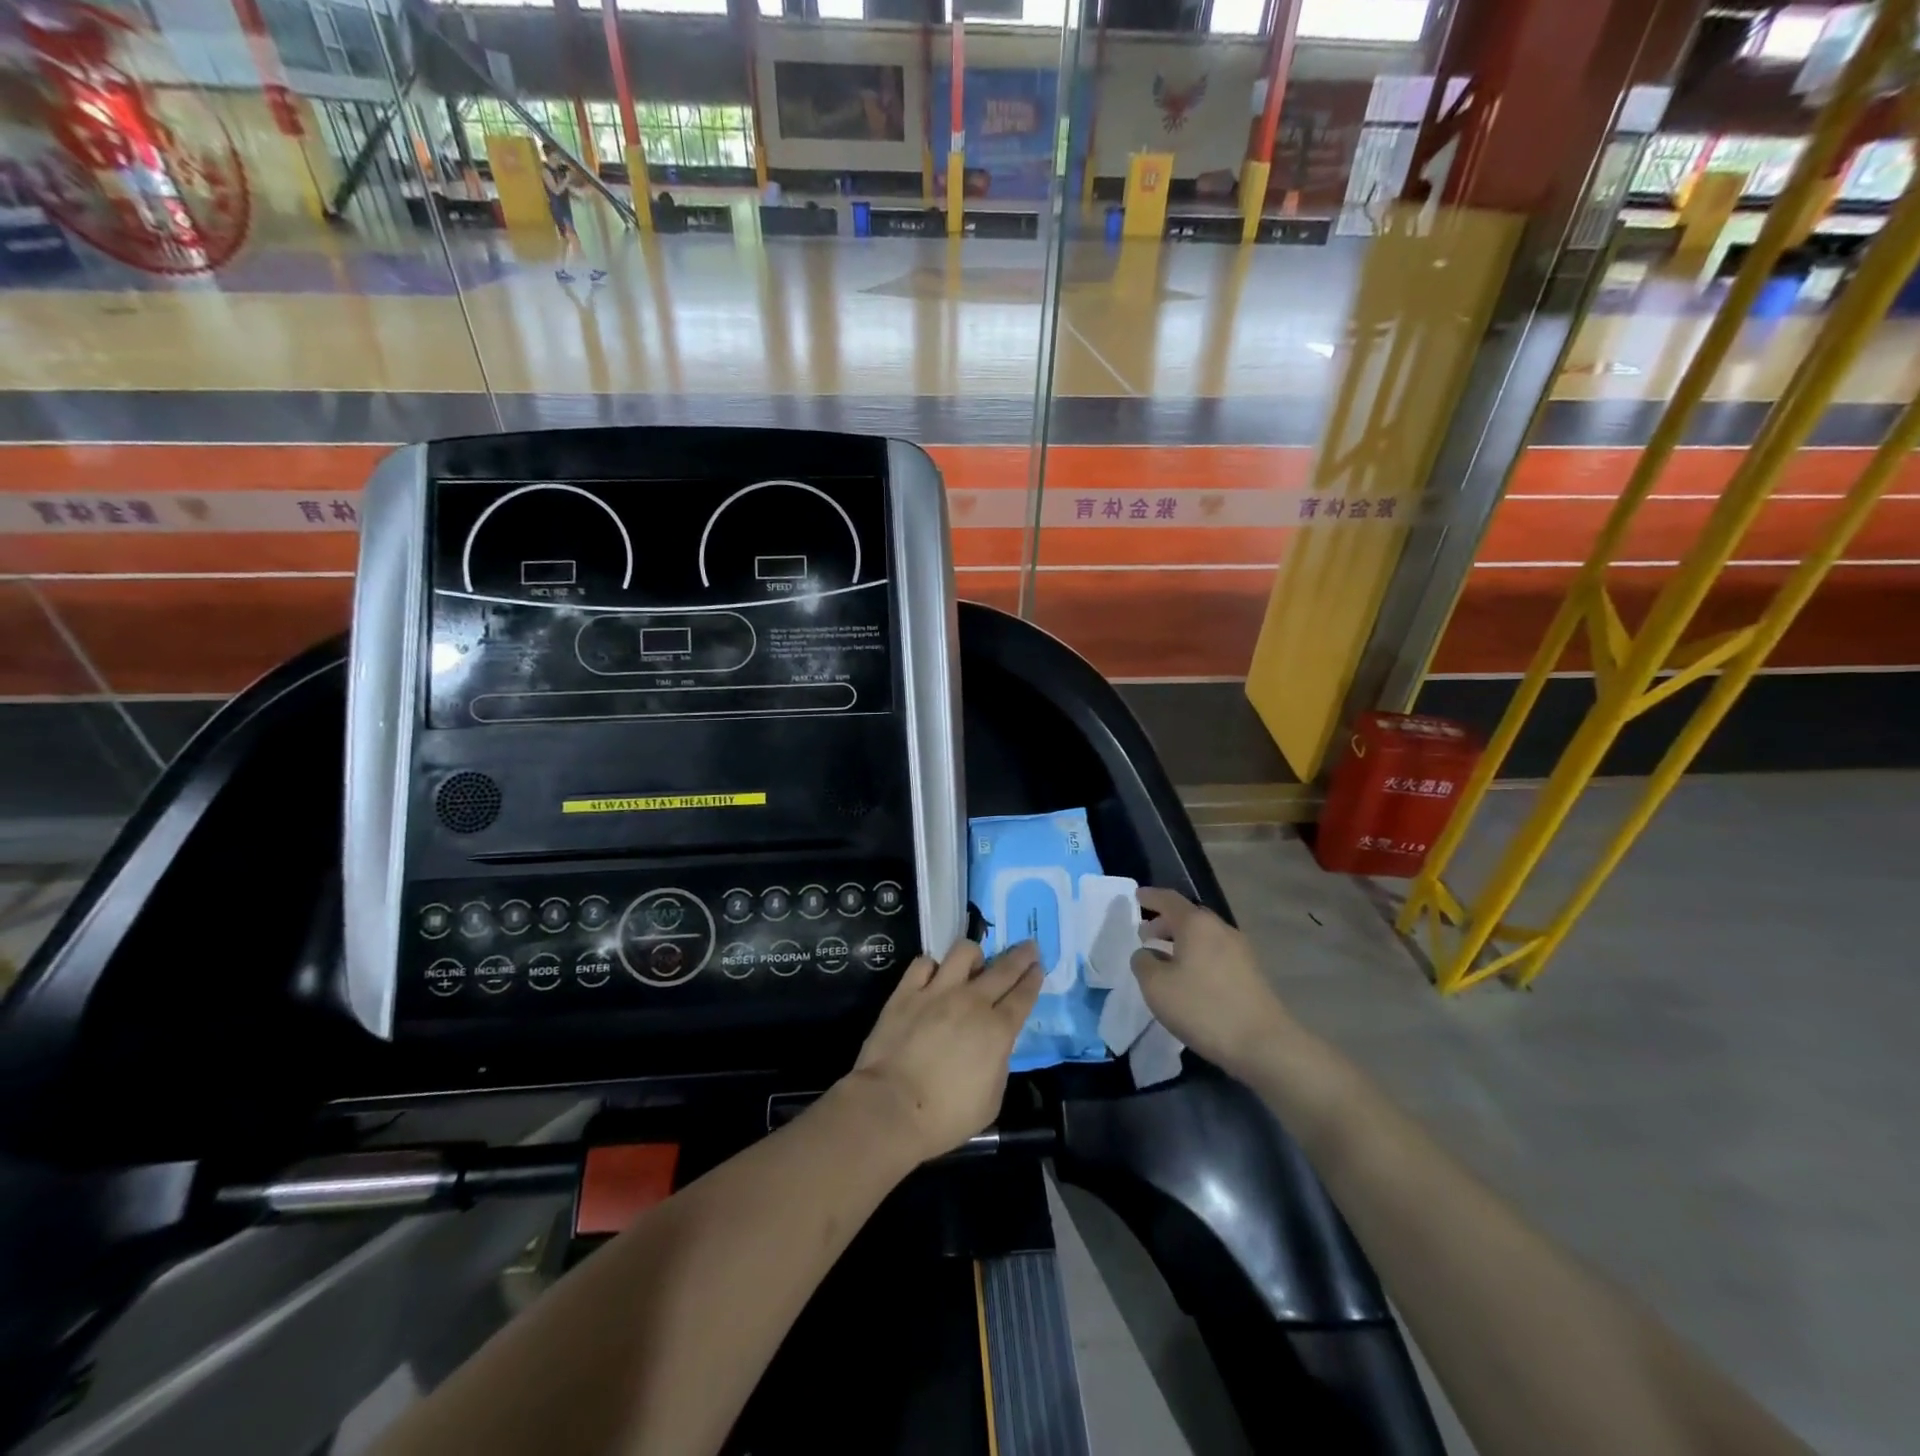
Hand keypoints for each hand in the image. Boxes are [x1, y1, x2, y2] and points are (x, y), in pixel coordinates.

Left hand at [846, 939, 1041, 1163]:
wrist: (892, 1107)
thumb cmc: (946, 1115)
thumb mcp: (991, 1099)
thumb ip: (997, 1063)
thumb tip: (993, 1046)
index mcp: (998, 1030)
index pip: (1023, 996)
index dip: (1033, 979)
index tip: (1038, 966)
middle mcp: (972, 1002)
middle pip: (1003, 969)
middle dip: (1020, 956)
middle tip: (1028, 946)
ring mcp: (937, 991)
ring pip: (963, 952)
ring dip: (974, 955)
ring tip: (974, 963)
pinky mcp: (906, 992)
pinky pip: (923, 963)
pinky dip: (932, 966)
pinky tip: (933, 975)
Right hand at [1131, 887, 1293, 1076]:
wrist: (1264, 1044)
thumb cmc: (1203, 1008)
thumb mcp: (1156, 987)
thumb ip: (1143, 963)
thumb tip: (1147, 954)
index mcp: (1196, 924)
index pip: (1169, 899)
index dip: (1151, 897)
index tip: (1137, 896)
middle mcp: (1220, 929)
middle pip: (1189, 916)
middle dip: (1165, 922)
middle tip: (1145, 935)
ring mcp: (1240, 950)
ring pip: (1204, 936)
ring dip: (1182, 941)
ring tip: (1164, 959)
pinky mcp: (1251, 972)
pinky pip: (1216, 952)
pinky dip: (1198, 955)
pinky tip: (1190, 978)